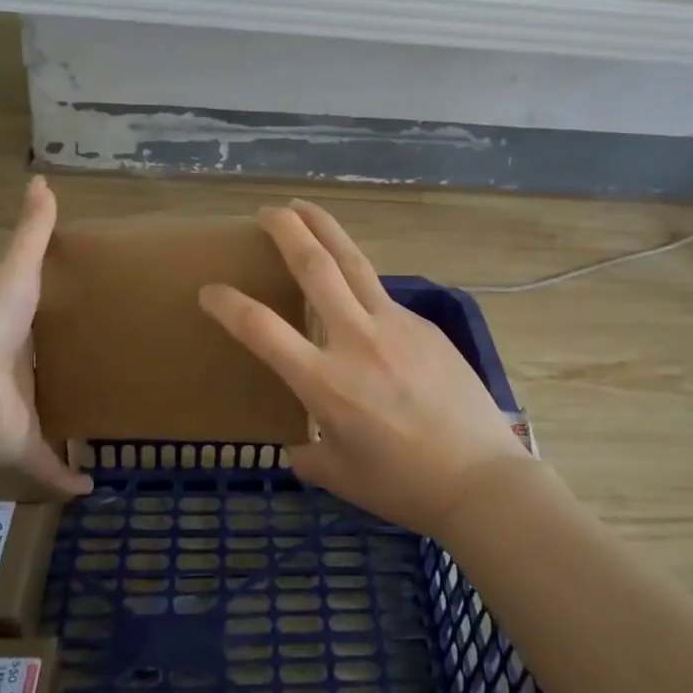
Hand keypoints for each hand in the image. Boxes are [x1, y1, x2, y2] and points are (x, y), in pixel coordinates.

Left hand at [0, 176, 90, 497]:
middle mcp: (8, 373)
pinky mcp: (21, 447)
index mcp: (8, 331)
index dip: (43, 321)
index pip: (28, 322)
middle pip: (36, 372)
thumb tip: (40, 180)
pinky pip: (46, 466)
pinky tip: (90, 484)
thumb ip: (31, 231)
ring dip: (62, 427)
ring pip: (41, 422)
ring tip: (100, 423)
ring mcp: (13, 413)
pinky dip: (65, 478)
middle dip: (55, 375)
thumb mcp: (17, 269)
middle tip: (99, 368)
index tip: (74, 317)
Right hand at [199, 200, 530, 539]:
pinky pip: (382, 296)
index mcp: (324, 382)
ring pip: (352, 261)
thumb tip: (298, 449)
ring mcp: (394, 324)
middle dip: (285, 229)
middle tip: (266, 211)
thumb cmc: (405, 486)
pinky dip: (361, 284)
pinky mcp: (424, 324)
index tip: (210, 290)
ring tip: (305, 206)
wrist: (482, 479)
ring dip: (324, 227)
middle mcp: (355, 339)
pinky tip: (358, 292)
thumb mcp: (344, 478)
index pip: (261, 329)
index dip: (228, 304)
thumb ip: (312, 458)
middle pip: (314, 265)